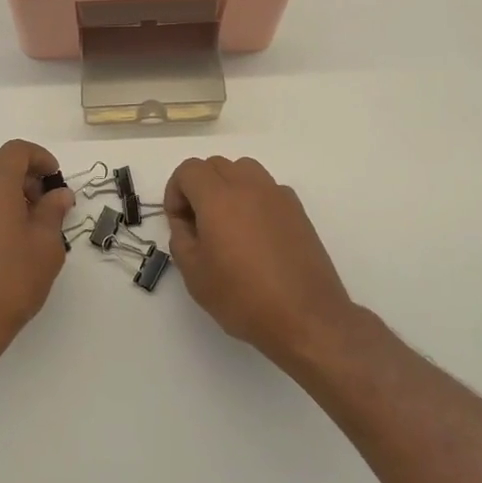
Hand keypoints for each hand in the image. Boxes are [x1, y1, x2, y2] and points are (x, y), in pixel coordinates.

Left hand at [0, 140, 73, 370]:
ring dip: (7, 199)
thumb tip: (58, 195)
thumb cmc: (9, 280)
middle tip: (48, 210)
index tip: (56, 181)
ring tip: (28, 232)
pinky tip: (3, 247)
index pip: (17, 150)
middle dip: (26, 181)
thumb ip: (53, 212)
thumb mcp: (46, 246)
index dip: (41, 159)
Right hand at [165, 156, 355, 368]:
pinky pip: (267, 189)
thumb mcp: (195, 274)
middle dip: (199, 187)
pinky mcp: (297, 210)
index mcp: (218, 197)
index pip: (189, 170)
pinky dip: (254, 199)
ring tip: (227, 223)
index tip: (179, 223)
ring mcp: (277, 195)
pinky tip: (256, 234)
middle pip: (215, 165)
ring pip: (243, 170)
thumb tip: (186, 223)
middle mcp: (248, 186)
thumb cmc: (243, 297)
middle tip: (199, 224)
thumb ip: (181, 238)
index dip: (175, 191)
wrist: (305, 317)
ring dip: (228, 186)